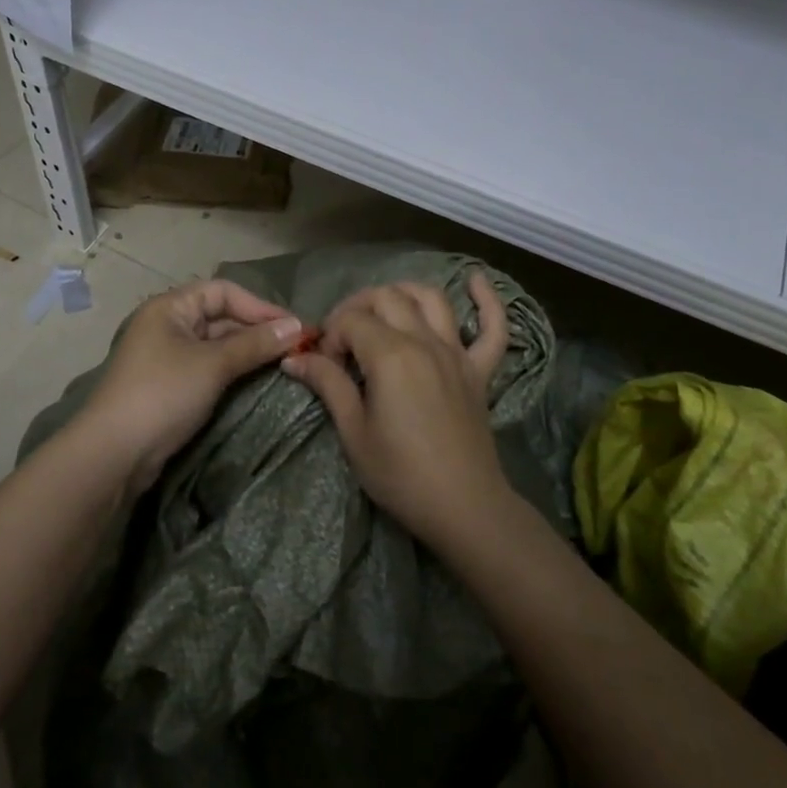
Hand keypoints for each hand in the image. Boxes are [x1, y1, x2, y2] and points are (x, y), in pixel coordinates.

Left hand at [75, 279, 300, 493]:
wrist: (115, 453)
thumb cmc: (163, 394)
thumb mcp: (213, 364)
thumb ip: (255, 343)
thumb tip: (297, 326)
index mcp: (169, 308)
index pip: (223, 291)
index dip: (259, 305)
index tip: (293, 326)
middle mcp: (166, 325)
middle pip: (220, 316)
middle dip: (256, 329)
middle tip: (294, 346)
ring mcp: (166, 357)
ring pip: (216, 344)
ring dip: (247, 351)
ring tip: (283, 363)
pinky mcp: (169, 385)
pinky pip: (208, 367)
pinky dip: (232, 370)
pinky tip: (256, 380)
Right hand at [282, 273, 512, 549]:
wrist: (463, 506)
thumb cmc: (400, 474)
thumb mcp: (353, 432)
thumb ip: (328, 385)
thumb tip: (293, 359)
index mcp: (391, 355)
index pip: (352, 321)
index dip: (331, 336)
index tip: (324, 366)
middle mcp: (425, 342)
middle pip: (387, 298)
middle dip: (357, 308)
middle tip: (343, 340)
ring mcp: (457, 353)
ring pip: (431, 299)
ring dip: (403, 293)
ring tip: (383, 309)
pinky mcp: (479, 370)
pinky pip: (492, 328)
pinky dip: (487, 301)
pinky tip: (475, 280)